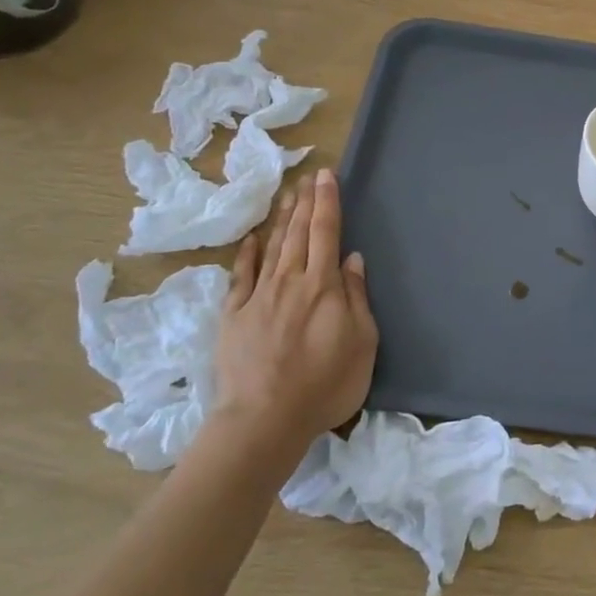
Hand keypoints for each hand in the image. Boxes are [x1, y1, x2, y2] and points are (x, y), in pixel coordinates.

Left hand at [212, 169, 377, 438]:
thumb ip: (357, 297)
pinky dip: (247, 254)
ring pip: (272, 247)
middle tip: (307, 177)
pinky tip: (252, 239)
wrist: (264, 419)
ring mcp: (258, 297)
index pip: (326, 232)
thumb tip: (352, 259)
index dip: (328, 202)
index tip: (326, 176)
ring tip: (287, 194)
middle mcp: (290, 281)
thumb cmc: (325, 384)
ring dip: (281, 218)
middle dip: (305, 202)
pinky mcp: (233, 316)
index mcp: (323, 285)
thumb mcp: (362, 342)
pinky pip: (241, 276)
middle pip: (298, 233)